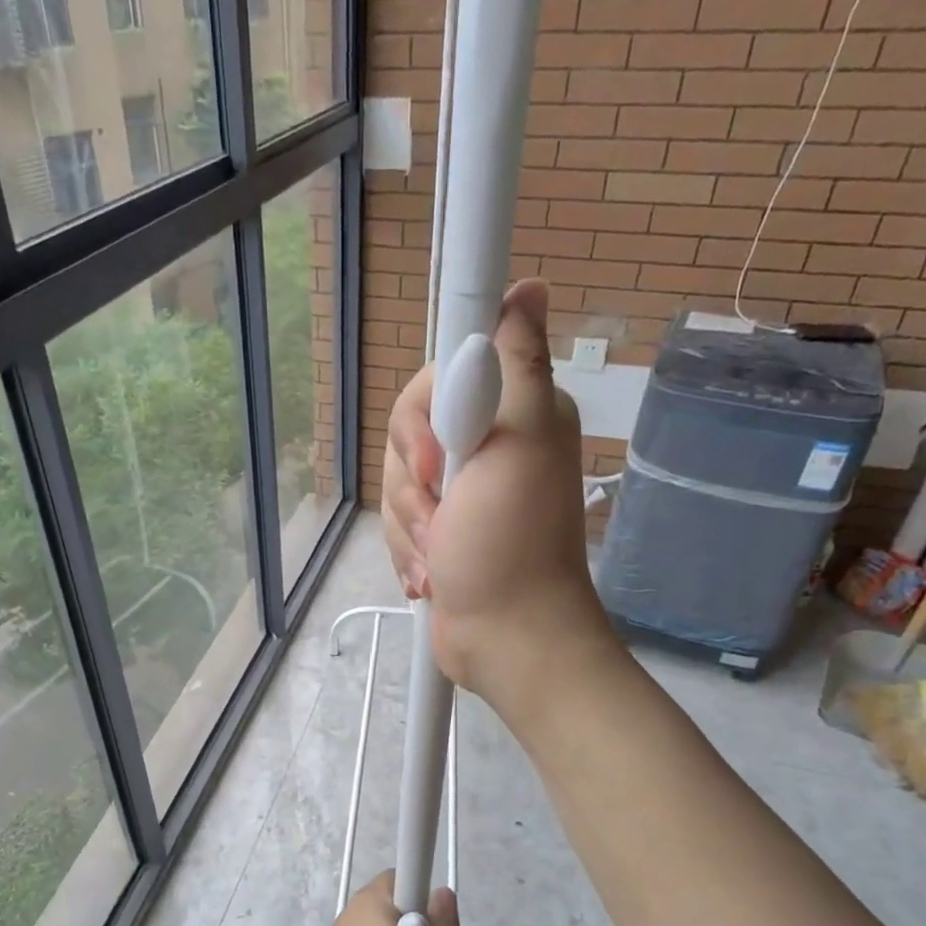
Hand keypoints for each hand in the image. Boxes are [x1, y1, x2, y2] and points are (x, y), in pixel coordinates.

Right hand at [381, 278, 614, 708]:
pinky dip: (408, 550)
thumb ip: (517, 362)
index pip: (435, 376)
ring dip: (411, 527)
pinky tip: (434, 574)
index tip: (440, 457)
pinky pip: (395, 520)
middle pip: (406, 432)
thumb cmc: (512, 542)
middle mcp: (482, 443)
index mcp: (508, 411)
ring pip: (395, 481)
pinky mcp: (436, 528)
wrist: (504, 637)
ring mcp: (457, 491)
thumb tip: (530, 289)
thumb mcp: (520, 441)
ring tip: (443, 556)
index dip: (422, 418)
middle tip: (447, 514)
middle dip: (414, 486)